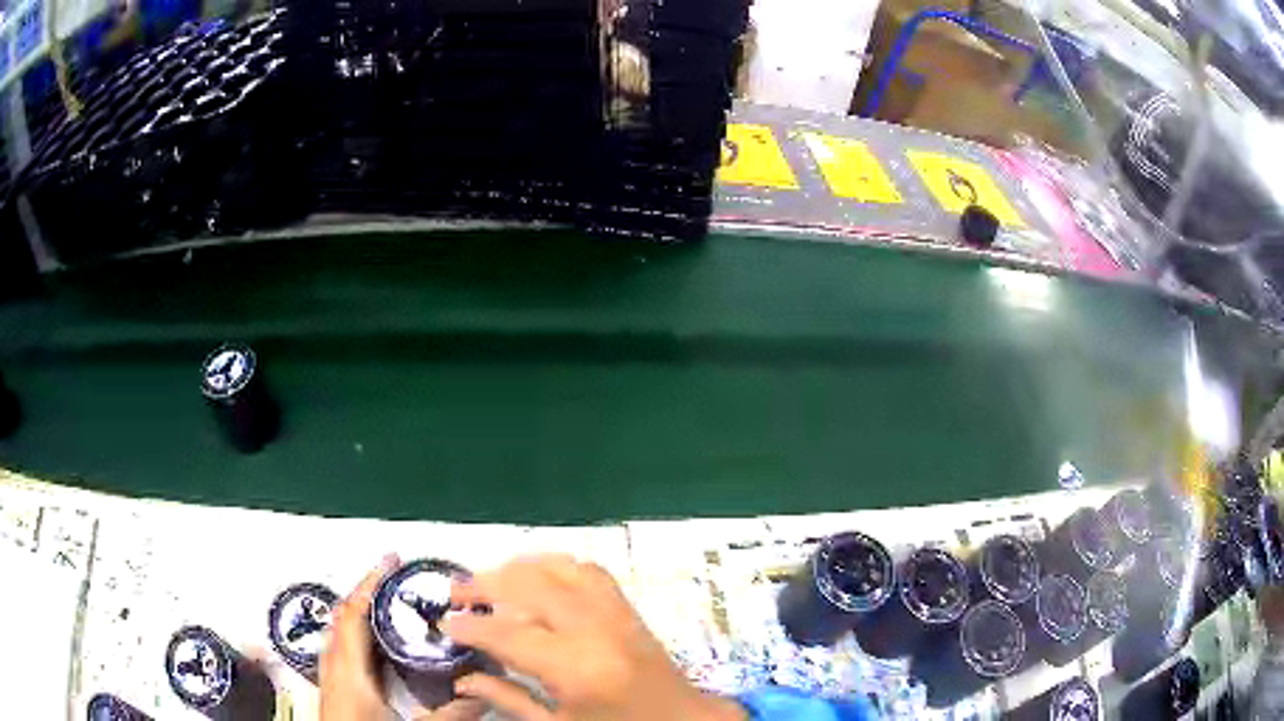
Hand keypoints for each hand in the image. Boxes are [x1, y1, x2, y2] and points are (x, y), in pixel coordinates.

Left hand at [320, 554, 484, 720]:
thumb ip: (450, 715)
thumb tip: (485, 695)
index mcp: (349, 673)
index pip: (354, 615)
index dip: (369, 584)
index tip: (389, 561)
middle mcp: (334, 670)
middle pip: (342, 619)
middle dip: (366, 594)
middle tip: (395, 580)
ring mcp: (331, 682)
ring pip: (339, 635)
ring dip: (359, 615)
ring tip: (387, 607)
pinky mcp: (335, 693)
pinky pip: (342, 652)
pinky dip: (357, 638)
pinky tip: (375, 649)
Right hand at [445, 555, 744, 720]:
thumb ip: (507, 699)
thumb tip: (461, 679)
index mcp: (574, 668)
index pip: (507, 634)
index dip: (469, 627)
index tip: (444, 624)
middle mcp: (594, 629)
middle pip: (528, 586)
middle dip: (483, 583)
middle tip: (456, 594)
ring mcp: (616, 612)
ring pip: (558, 567)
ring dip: (517, 568)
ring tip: (489, 581)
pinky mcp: (629, 607)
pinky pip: (589, 570)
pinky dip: (555, 565)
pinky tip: (537, 577)